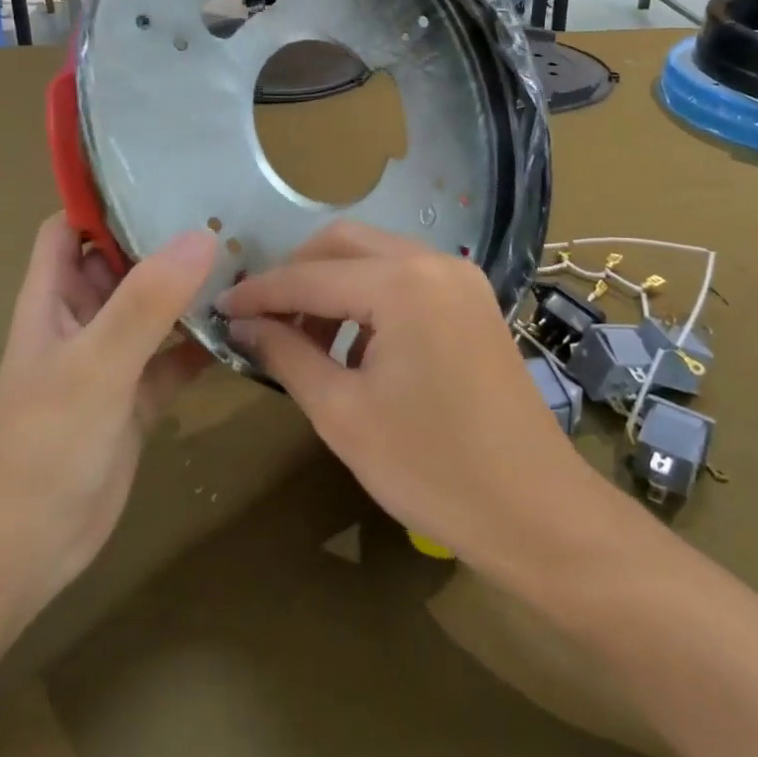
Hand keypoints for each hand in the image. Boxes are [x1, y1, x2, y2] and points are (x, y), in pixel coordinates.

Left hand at [0, 215, 217, 606]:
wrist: (29, 548)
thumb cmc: (45, 445)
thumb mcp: (95, 366)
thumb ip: (145, 303)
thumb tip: (201, 235)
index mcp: (54, 297)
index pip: (70, 226)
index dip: (104, 199)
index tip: (162, 176)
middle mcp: (81, 318)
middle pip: (122, 260)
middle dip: (165, 238)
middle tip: (228, 212)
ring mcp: (110, 357)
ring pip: (153, 307)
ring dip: (190, 289)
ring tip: (248, 260)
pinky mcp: (136, 395)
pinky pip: (175, 355)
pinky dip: (203, 343)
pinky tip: (246, 331)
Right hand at [218, 222, 594, 575]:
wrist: (537, 513)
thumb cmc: (432, 469)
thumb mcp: (343, 414)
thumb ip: (287, 355)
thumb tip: (243, 324)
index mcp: (402, 283)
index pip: (309, 276)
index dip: (259, 292)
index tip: (219, 308)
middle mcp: (434, 262)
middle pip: (344, 243)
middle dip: (296, 275)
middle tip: (262, 320)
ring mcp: (461, 279)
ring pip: (376, 257)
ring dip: (333, 285)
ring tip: (305, 339)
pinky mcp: (473, 302)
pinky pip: (406, 278)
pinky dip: (369, 298)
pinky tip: (354, 345)